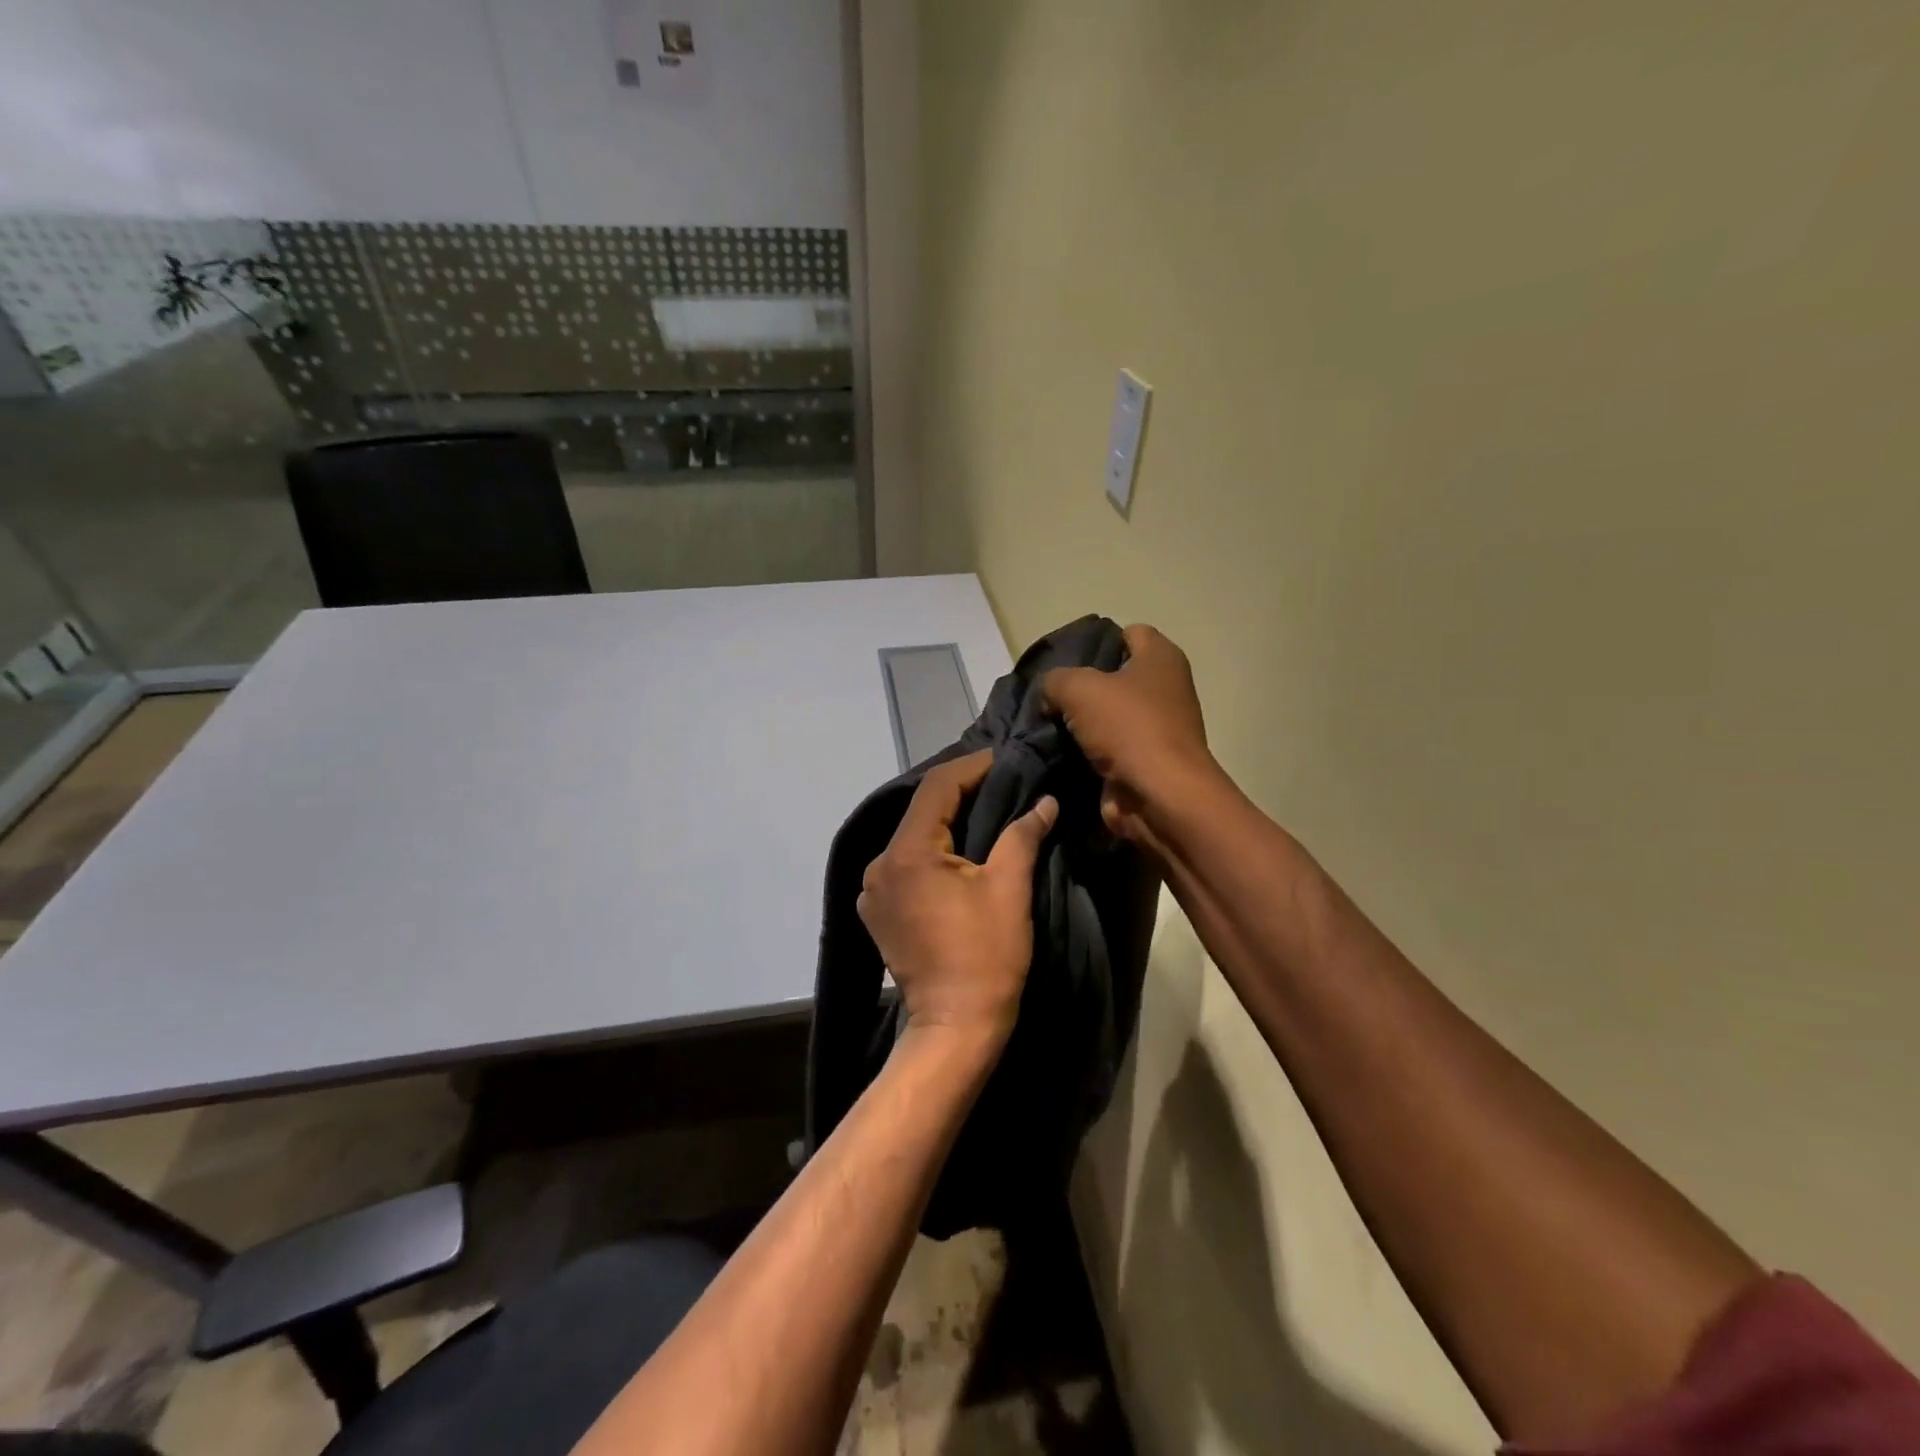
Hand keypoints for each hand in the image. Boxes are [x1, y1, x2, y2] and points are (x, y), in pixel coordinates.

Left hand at [857, 749, 1057, 1048]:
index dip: (974, 767)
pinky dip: (932, 852)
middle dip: (963, 794)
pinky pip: (906, 865)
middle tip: (1003, 784)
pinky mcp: (878, 912)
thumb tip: (1044, 801)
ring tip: (987, 815)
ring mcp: (873, 891)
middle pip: (923, 811)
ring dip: (948, 823)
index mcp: (907, 852)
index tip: (1006, 759)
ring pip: (913, 838)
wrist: (955, 1027)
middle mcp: (879, 864)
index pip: (939, 786)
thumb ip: (1022, 834)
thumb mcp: (1009, 888)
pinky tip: (959, 856)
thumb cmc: (986, 956)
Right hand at [1042, 624, 1215, 844]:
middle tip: (1048, 695)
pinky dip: (1087, 751)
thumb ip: (1054, 680)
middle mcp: (1165, 688)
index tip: (1064, 660)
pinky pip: (1108, 747)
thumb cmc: (1127, 728)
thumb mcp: (1078, 688)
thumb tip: (1048, 694)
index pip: (1128, 633)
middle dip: (1082, 685)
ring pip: (1108, 715)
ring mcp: (1157, 728)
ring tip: (1045, 724)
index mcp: (1161, 658)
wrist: (1158, 796)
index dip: (1097, 642)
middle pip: (1115, 676)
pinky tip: (1058, 752)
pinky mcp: (1144, 761)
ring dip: (1081, 722)